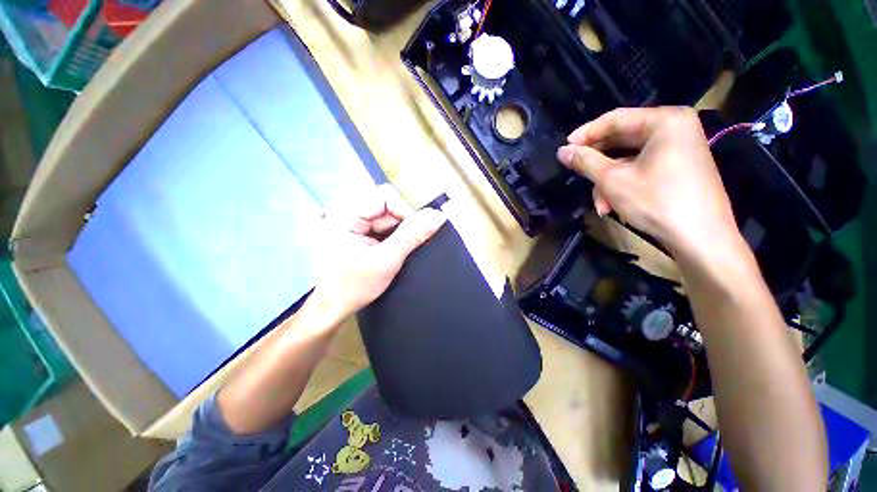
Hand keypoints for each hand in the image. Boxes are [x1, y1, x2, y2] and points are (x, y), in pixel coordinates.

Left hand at [309, 185, 445, 324]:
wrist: (332, 306)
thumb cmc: (355, 286)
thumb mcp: (388, 260)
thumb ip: (413, 236)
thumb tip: (438, 216)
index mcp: (345, 215)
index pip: (385, 196)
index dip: (404, 211)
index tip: (411, 235)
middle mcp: (344, 211)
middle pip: (385, 204)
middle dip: (398, 224)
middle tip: (398, 247)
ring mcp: (348, 220)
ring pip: (385, 215)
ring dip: (394, 232)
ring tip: (389, 251)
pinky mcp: (353, 229)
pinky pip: (379, 223)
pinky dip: (388, 235)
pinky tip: (384, 250)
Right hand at [557, 107, 741, 260]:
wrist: (701, 238)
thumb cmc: (657, 202)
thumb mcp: (613, 180)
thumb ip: (585, 161)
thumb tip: (562, 151)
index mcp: (665, 121)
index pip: (615, 119)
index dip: (586, 134)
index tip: (564, 148)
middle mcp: (674, 128)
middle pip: (622, 139)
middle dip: (597, 164)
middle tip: (575, 174)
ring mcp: (678, 148)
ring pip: (628, 158)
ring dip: (608, 181)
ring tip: (600, 204)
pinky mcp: (678, 166)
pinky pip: (641, 167)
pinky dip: (623, 183)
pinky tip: (612, 204)